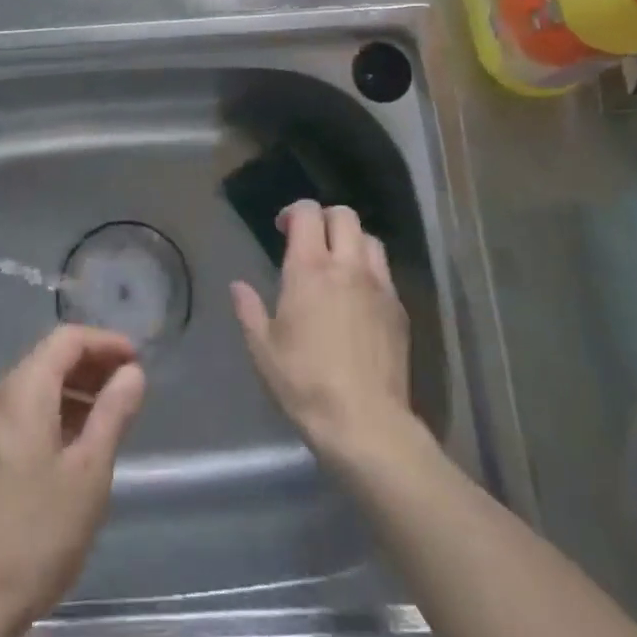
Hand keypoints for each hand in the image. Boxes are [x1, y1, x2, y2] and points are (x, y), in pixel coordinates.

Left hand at [0, 326, 145, 636]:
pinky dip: (47, 416)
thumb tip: (131, 372)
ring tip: (103, 419)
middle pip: (46, 360)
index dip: (105, 342)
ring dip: (69, 393)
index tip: (135, 360)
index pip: (66, 339)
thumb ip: (113, 413)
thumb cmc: (34, 536)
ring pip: (30, 390)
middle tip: (125, 388)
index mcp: (21, 392)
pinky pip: (15, 417)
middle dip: (89, 367)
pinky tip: (66, 449)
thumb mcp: (88, 474)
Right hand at [231, 200, 414, 463]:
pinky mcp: (398, 308)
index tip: (282, 228)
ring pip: (370, 239)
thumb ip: (249, 311)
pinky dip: (369, 271)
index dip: (294, 212)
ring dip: (352, 241)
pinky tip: (359, 297)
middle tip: (311, 240)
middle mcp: (347, 266)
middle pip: (344, 215)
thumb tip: (238, 286)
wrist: (366, 424)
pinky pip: (384, 272)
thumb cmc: (306, 384)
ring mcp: (378, 285)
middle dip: (325, 218)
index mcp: (309, 269)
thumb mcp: (264, 351)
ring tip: (338, 263)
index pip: (307, 213)